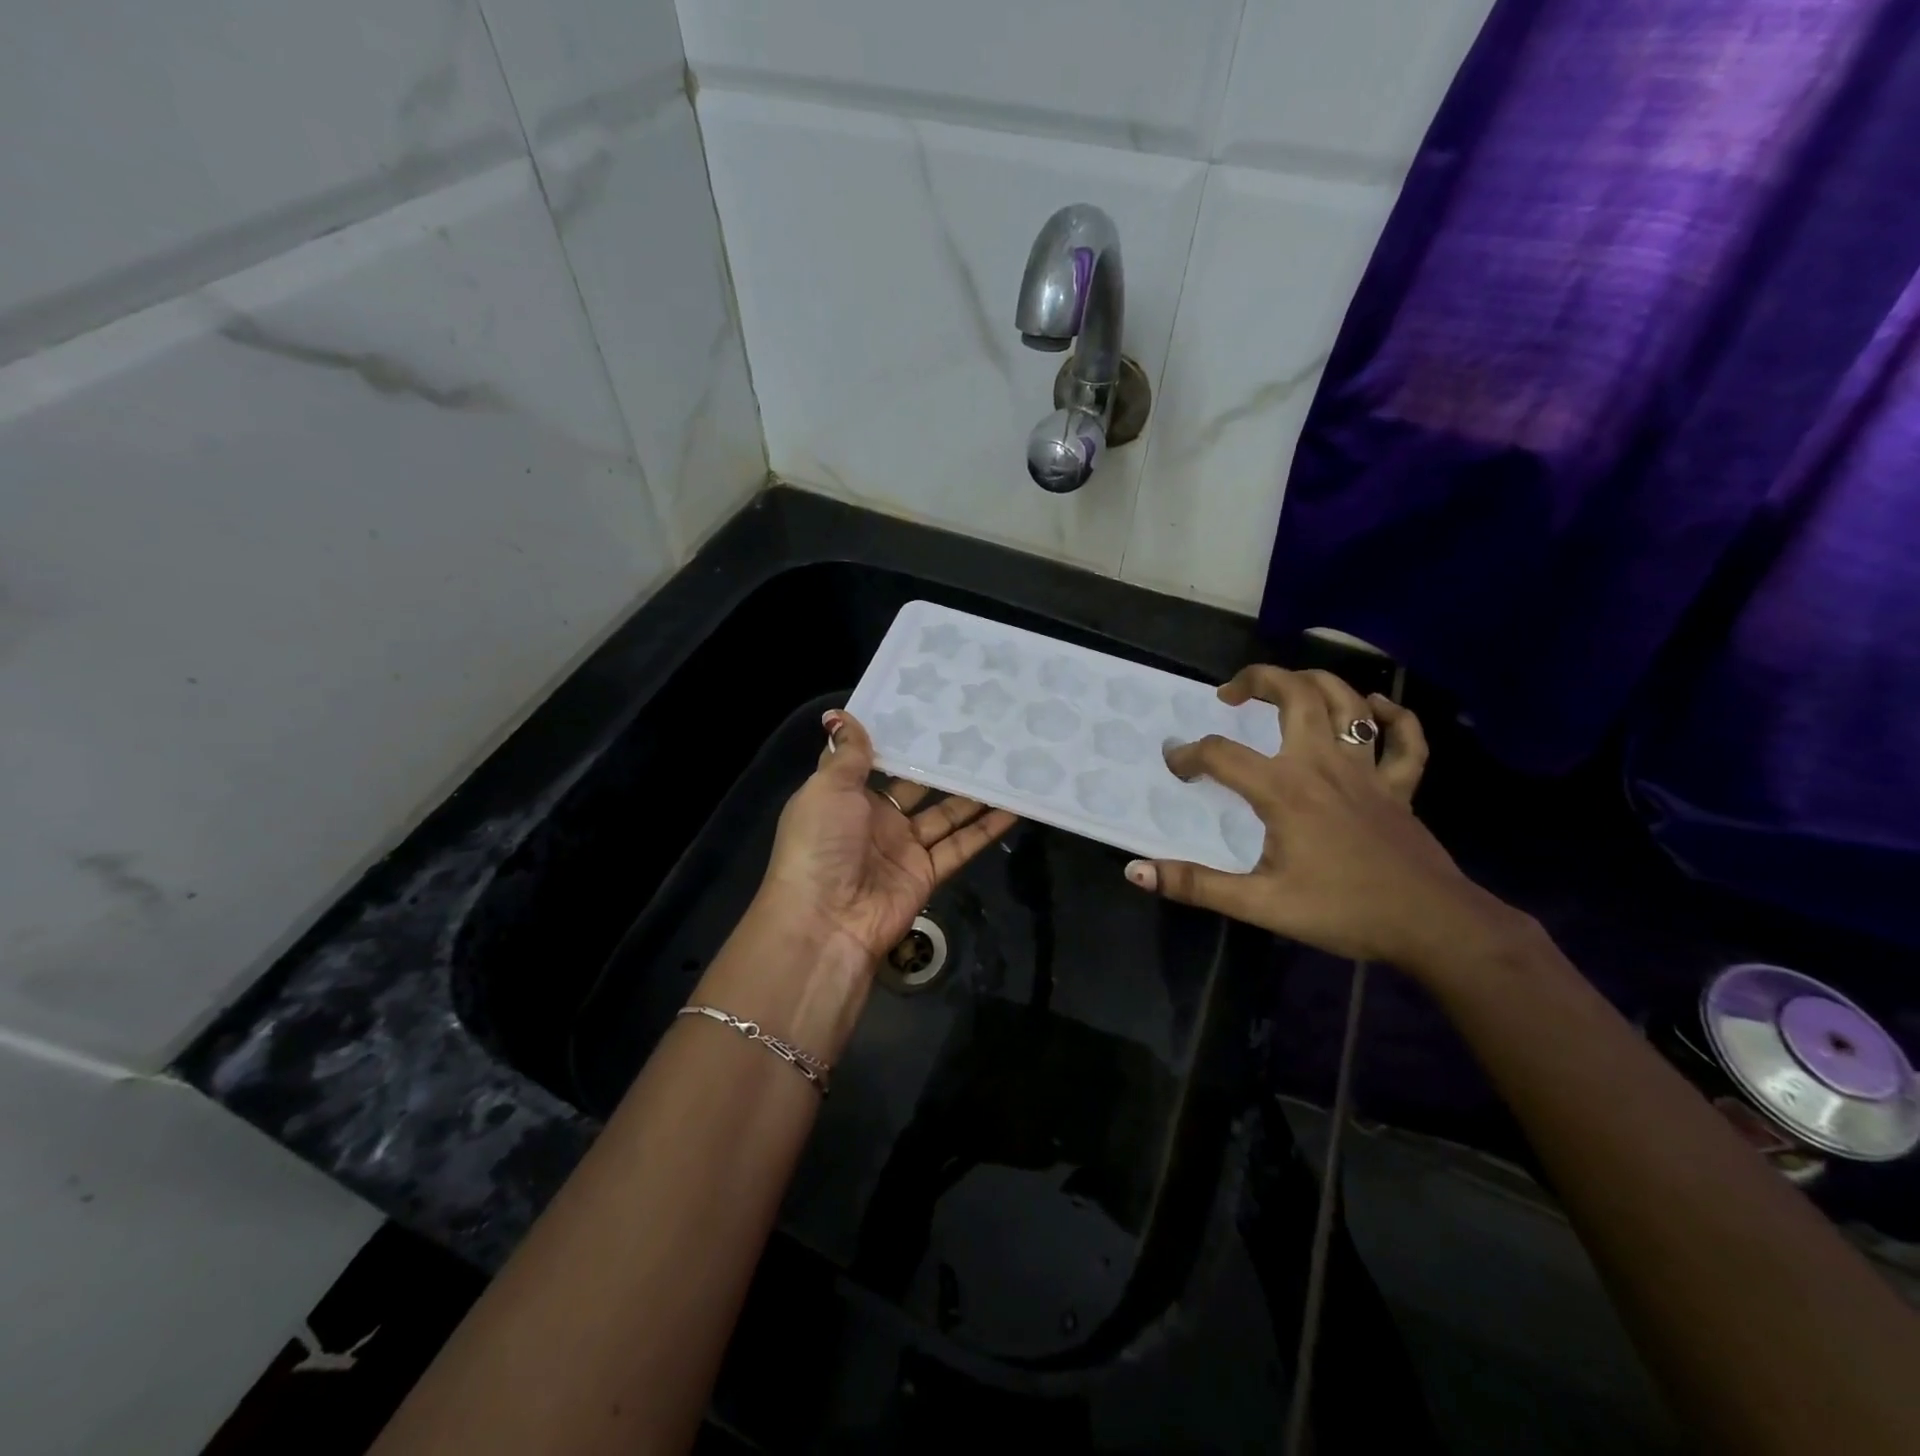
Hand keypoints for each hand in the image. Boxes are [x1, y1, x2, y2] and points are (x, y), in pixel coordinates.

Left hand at [756, 709, 1018, 962]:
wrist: (826, 920)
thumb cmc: (820, 843)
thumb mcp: (827, 789)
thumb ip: (847, 755)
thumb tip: (841, 714)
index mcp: (846, 796)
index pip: (876, 761)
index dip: (900, 739)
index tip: (929, 710)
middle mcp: (876, 819)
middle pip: (918, 786)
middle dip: (943, 764)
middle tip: (979, 732)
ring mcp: (904, 848)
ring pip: (946, 814)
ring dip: (973, 794)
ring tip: (1004, 763)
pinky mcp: (928, 873)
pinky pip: (961, 845)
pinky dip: (986, 828)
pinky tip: (1013, 806)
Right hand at [1124, 666, 1519, 971]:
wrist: (1432, 926)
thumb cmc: (1343, 911)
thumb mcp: (1260, 904)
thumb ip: (1196, 885)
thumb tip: (1137, 871)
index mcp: (1285, 789)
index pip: (1222, 755)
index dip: (1189, 755)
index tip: (1176, 767)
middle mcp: (1324, 765)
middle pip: (1296, 695)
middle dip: (1259, 681)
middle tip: (1231, 693)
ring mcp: (1367, 771)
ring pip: (1348, 702)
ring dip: (1315, 682)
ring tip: (1287, 686)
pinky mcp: (1399, 786)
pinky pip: (1404, 739)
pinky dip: (1392, 715)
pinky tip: (1374, 707)